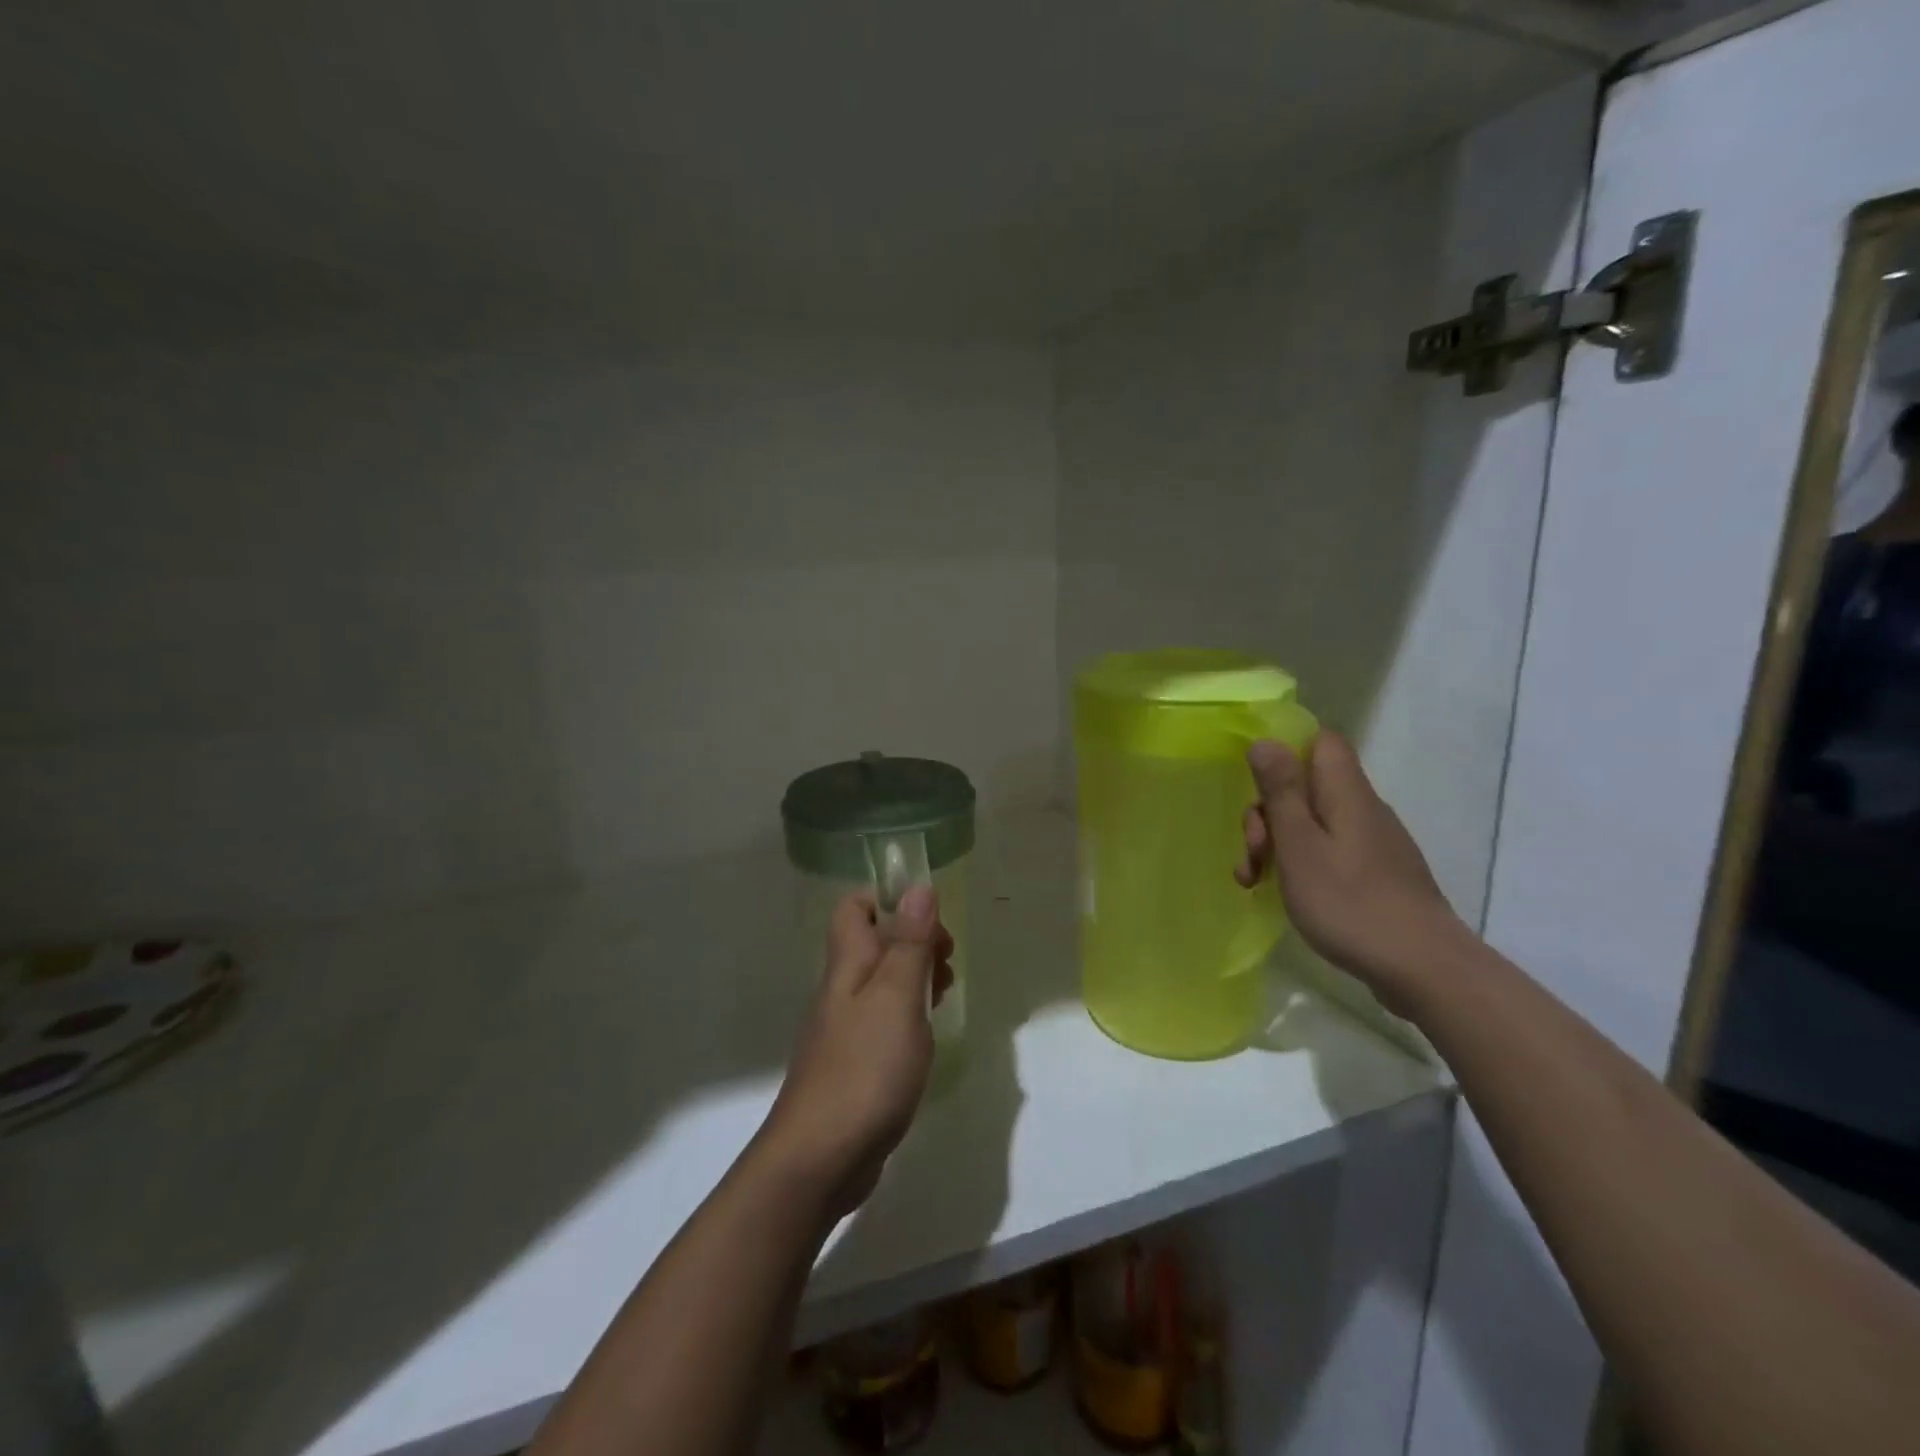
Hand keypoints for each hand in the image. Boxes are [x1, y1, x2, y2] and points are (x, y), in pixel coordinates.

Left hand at [757, 886, 953, 1219]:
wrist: (820, 1157)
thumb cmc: (865, 1067)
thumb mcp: (897, 997)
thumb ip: (909, 943)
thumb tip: (918, 886)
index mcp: (848, 964)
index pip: (854, 907)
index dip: (889, 900)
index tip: (929, 919)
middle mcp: (841, 990)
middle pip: (873, 942)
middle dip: (913, 940)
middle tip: (947, 961)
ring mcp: (845, 1029)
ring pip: (881, 982)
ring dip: (915, 977)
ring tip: (946, 992)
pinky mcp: (854, 1064)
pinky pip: (883, 1020)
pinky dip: (909, 1015)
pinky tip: (927, 1035)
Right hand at [1235, 732, 1462, 1007]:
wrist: (1422, 967)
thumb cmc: (1349, 902)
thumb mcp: (1299, 845)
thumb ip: (1281, 792)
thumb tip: (1265, 741)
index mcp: (1346, 793)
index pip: (1320, 742)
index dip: (1285, 753)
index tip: (1256, 787)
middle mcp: (1363, 809)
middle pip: (1307, 787)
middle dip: (1268, 813)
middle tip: (1253, 851)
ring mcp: (1372, 844)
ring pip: (1313, 823)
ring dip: (1278, 844)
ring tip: (1253, 881)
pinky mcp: (1375, 874)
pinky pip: (1328, 851)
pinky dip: (1300, 865)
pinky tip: (1283, 894)